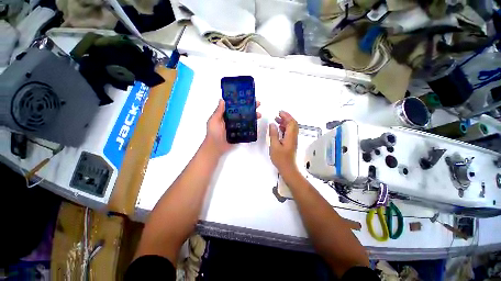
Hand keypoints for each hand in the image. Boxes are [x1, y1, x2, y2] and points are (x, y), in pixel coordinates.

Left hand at [204, 99, 260, 156]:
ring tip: (259, 114)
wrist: (216, 147)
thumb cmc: (214, 133)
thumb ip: (219, 111)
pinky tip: (256, 123)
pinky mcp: (239, 133)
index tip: (248, 98)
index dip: (241, 102)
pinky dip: (251, 126)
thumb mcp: (214, 120)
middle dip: (250, 108)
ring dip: (253, 116)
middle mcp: (232, 119)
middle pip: (242, 112)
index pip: (235, 106)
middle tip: (257, 104)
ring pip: (246, 119)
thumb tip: (222, 100)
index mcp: (225, 115)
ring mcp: (236, 126)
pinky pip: (246, 128)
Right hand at [269, 111, 298, 174]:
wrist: (288, 169)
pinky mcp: (291, 143)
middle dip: (286, 117)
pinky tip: (279, 128)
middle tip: (278, 115)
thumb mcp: (274, 146)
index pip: (291, 122)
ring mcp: (293, 140)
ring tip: (277, 120)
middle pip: (293, 124)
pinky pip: (289, 132)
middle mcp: (293, 137)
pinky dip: (285, 128)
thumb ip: (273, 134)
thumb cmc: (281, 158)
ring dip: (285, 122)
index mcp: (290, 136)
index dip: (286, 115)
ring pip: (291, 128)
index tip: (279, 112)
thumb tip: (272, 124)